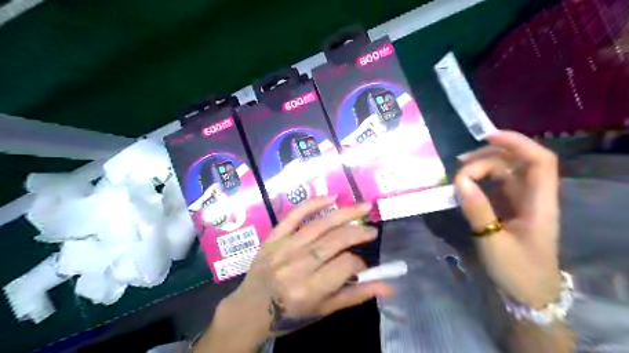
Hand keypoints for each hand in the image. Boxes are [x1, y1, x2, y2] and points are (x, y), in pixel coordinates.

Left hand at [196, 197, 390, 351]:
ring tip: (363, 207)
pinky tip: (331, 198)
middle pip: (335, 241)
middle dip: (358, 233)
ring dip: (345, 213)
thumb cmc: (290, 315)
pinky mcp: (273, 237)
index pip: (345, 265)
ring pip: (319, 225)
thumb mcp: (323, 310)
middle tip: (372, 230)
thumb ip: (355, 295)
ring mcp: (283, 248)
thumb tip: (388, 287)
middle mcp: (297, 265)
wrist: (250, 309)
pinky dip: (312, 204)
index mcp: (309, 289)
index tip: (363, 266)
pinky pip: (293, 215)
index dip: (360, 263)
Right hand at [455, 131, 561, 307]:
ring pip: (504, 173)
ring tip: (458, 173)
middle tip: (459, 167)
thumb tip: (460, 181)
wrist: (529, 293)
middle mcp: (533, 197)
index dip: (516, 143)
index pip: (539, 161)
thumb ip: (477, 210)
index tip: (486, 137)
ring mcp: (521, 202)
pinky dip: (479, 181)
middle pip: (515, 163)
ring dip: (482, 167)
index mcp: (539, 204)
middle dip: (487, 158)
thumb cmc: (517, 270)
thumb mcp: (493, 241)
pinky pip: (496, 186)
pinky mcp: (510, 209)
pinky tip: (464, 185)